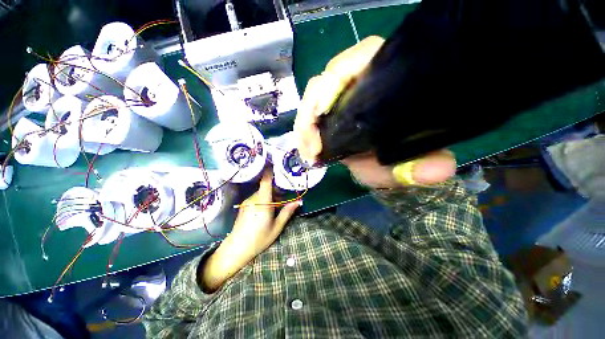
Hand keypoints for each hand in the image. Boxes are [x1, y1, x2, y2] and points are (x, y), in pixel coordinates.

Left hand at [229, 168, 300, 256]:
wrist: (236, 249)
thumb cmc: (259, 239)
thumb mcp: (276, 227)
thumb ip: (287, 212)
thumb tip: (298, 202)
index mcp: (263, 202)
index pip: (266, 181)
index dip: (269, 171)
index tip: (274, 162)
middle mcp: (254, 198)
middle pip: (266, 187)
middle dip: (276, 189)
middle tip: (285, 197)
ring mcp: (247, 202)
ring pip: (261, 193)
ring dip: (270, 195)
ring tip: (277, 206)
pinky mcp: (244, 206)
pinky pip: (256, 198)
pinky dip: (264, 199)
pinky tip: (267, 210)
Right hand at [294, 36, 455, 188]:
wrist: (374, 165)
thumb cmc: (389, 161)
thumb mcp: (403, 164)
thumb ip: (418, 167)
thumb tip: (440, 169)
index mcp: (382, 81)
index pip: (356, 61)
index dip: (334, 83)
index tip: (324, 115)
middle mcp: (358, 83)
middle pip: (325, 81)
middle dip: (311, 113)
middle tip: (312, 147)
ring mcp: (339, 98)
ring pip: (312, 98)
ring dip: (304, 126)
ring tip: (308, 153)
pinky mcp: (327, 112)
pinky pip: (308, 114)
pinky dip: (303, 132)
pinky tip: (307, 151)